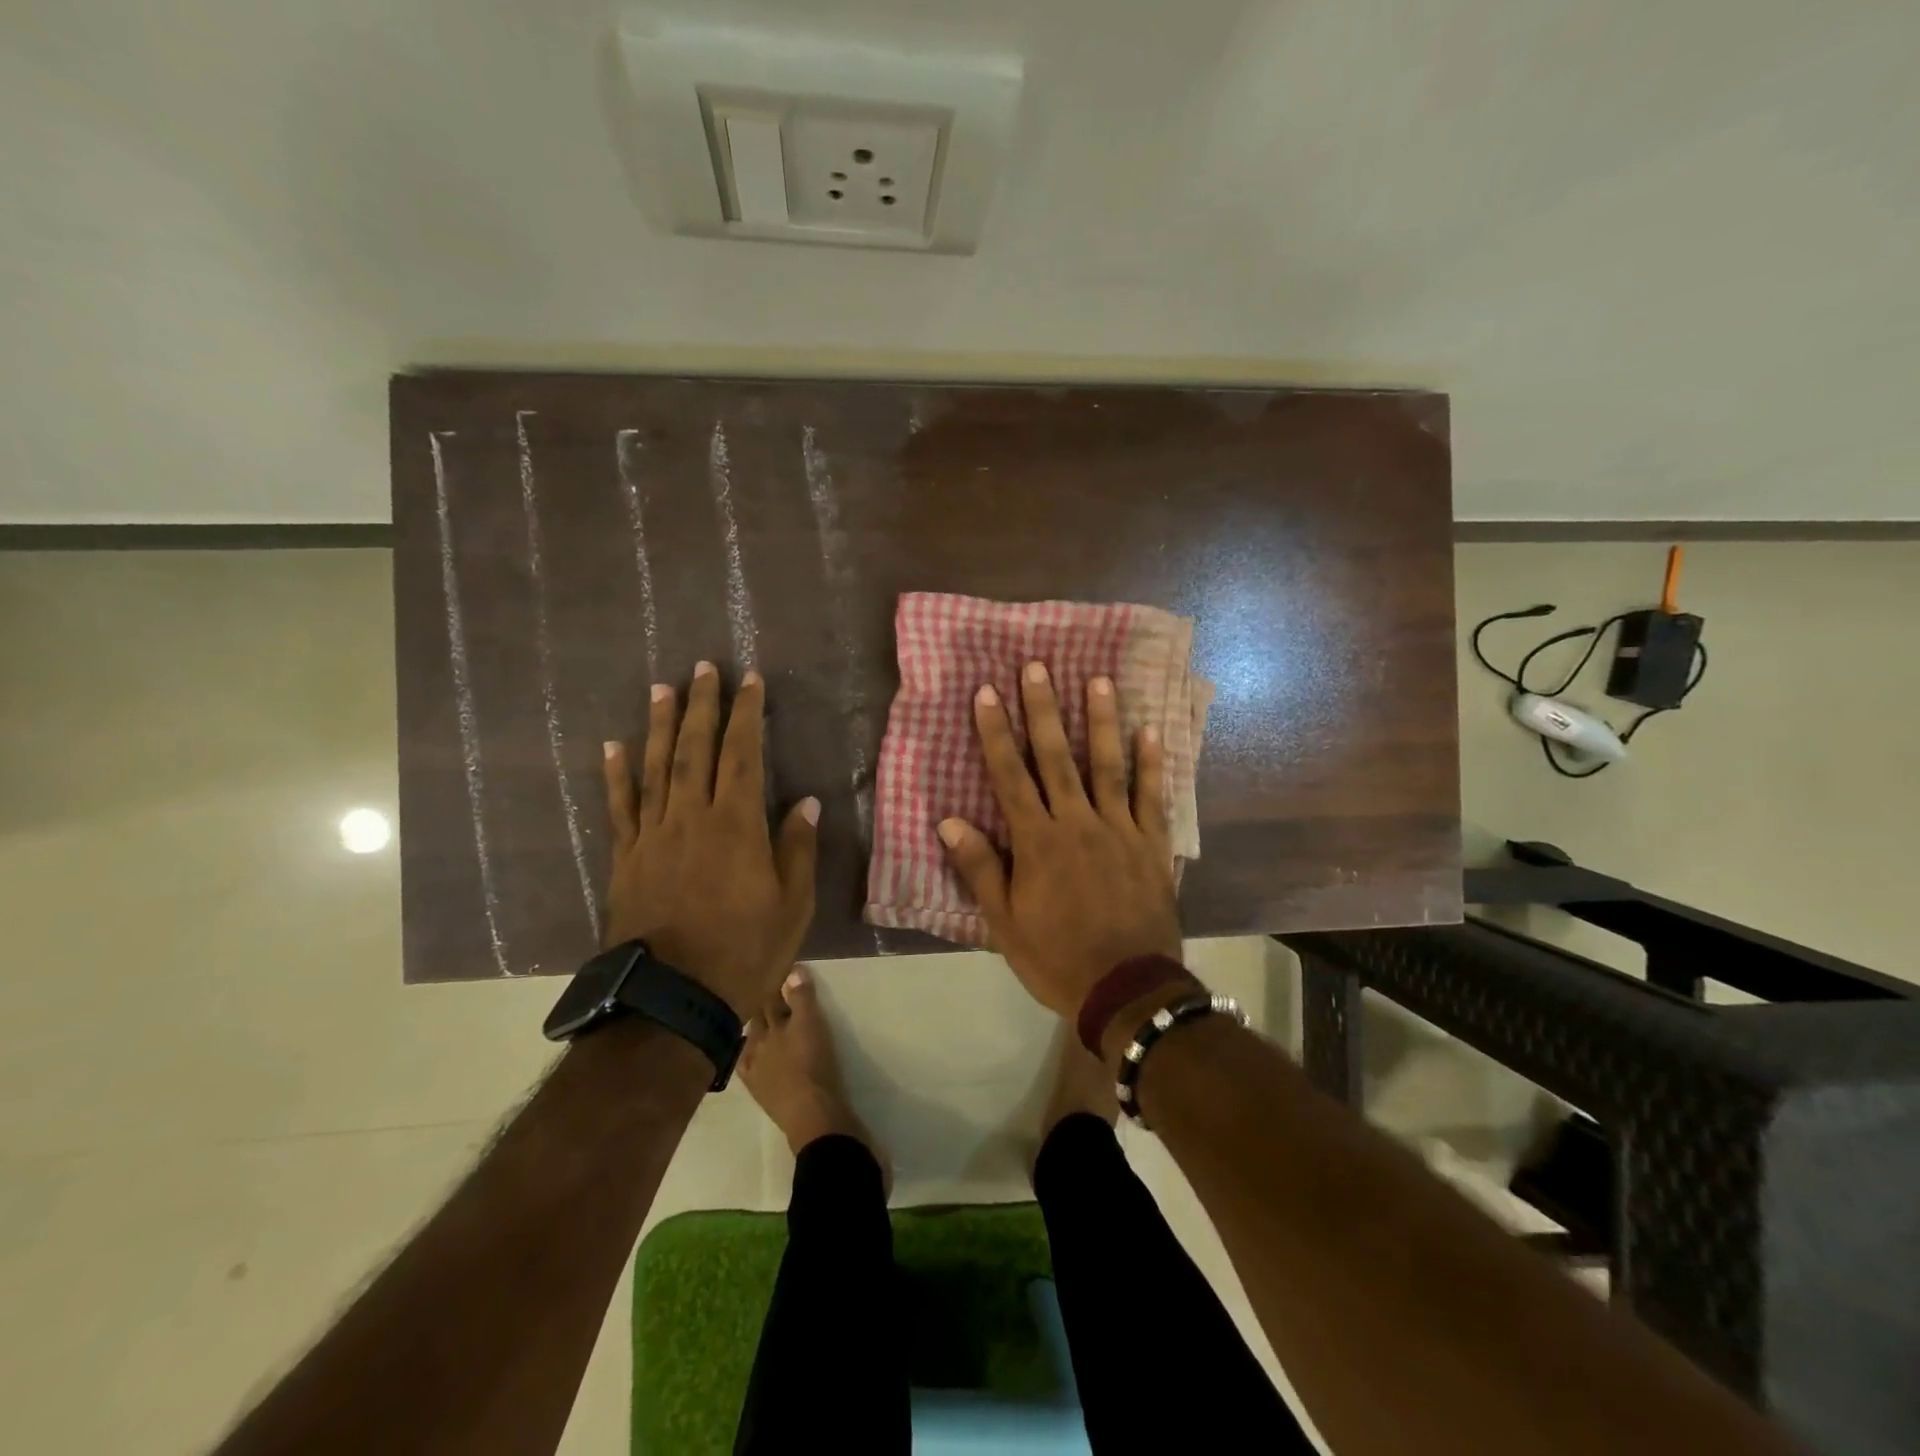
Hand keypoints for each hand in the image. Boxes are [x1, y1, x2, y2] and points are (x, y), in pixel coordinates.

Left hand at [602, 662, 819, 1018]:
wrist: (673, 999)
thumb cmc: (745, 951)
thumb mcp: (792, 904)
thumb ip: (797, 848)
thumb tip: (806, 802)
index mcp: (736, 825)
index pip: (742, 755)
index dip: (746, 715)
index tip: (749, 681)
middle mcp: (691, 818)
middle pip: (695, 750)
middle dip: (702, 705)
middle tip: (703, 668)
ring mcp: (652, 836)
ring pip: (656, 768)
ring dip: (661, 725)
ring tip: (663, 689)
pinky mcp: (626, 858)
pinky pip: (620, 807)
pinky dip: (617, 774)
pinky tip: (614, 745)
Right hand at [938, 661, 1183, 1017]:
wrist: (1127, 989)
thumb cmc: (1056, 957)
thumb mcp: (1004, 923)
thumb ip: (980, 868)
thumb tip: (948, 821)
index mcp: (1037, 842)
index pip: (1010, 776)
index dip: (995, 732)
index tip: (987, 692)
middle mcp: (1077, 823)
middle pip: (1057, 758)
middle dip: (1044, 710)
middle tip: (1038, 666)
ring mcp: (1119, 830)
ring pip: (1108, 766)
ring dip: (1102, 721)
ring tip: (1098, 680)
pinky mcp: (1152, 844)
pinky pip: (1152, 797)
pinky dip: (1151, 764)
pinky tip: (1151, 732)